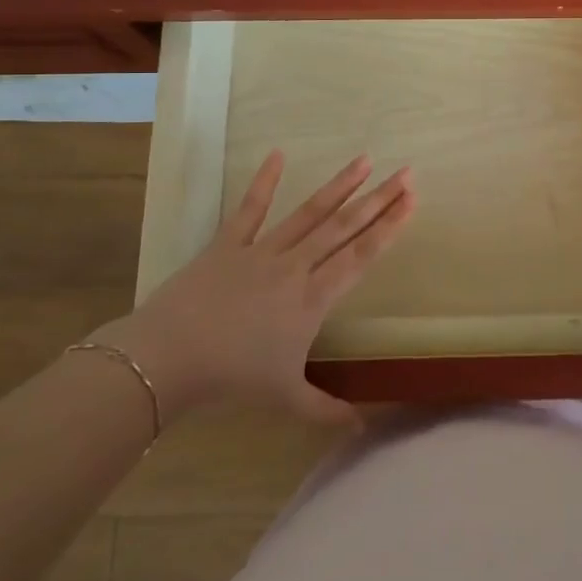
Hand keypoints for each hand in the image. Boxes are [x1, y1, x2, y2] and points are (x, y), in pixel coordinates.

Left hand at [98, 151, 413, 426]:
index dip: (389, 227)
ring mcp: (262, 250)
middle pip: (344, 227)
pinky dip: (264, 181)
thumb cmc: (233, 378)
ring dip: (339, 186)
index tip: (411, 200)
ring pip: (309, 212)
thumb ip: (326, 409)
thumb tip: (362, 426)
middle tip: (405, 173)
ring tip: (364, 160)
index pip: (361, 255)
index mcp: (313, 298)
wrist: (169, 357)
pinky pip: (250, 209)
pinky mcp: (229, 243)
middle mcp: (296, 266)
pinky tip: (277, 154)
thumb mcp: (285, 398)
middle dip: (378, 199)